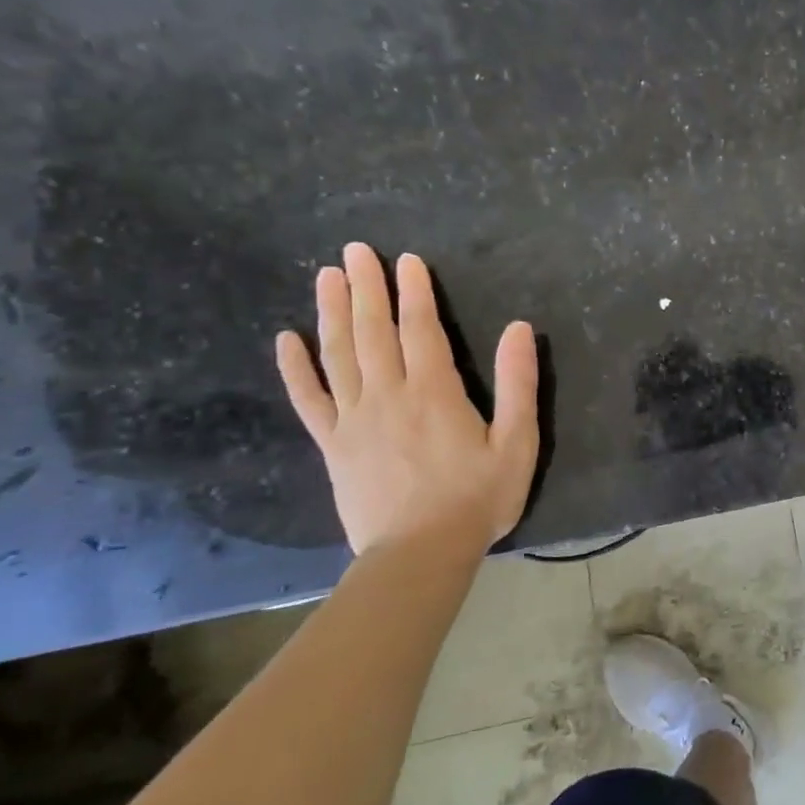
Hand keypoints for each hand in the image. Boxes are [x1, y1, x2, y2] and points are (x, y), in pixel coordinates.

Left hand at [275, 242, 538, 557]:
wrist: (420, 554)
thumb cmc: (477, 498)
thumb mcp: (517, 442)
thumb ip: (519, 384)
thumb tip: (519, 329)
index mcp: (434, 392)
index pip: (420, 329)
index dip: (414, 292)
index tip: (405, 260)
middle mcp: (388, 395)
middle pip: (372, 331)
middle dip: (365, 288)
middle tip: (354, 251)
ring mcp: (353, 419)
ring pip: (337, 354)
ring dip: (331, 312)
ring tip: (326, 276)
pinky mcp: (333, 445)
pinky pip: (308, 399)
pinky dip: (295, 368)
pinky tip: (286, 339)